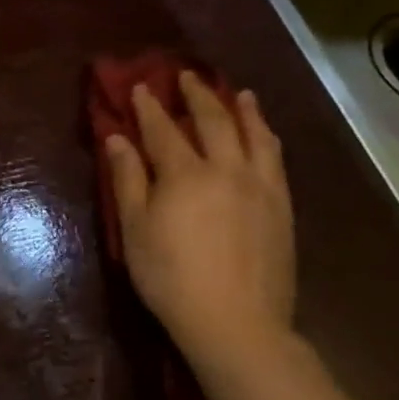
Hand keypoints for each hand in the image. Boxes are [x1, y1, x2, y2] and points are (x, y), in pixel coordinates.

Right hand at [104, 72, 295, 374]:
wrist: (237, 324)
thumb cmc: (171, 277)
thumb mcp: (134, 228)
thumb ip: (127, 178)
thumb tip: (116, 138)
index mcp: (185, 173)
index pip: (162, 129)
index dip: (149, 106)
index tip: (140, 86)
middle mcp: (226, 169)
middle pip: (213, 122)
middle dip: (197, 96)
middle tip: (187, 76)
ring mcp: (260, 188)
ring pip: (254, 136)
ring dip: (244, 110)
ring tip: (239, 93)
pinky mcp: (281, 208)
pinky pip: (276, 161)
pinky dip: (267, 138)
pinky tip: (265, 135)